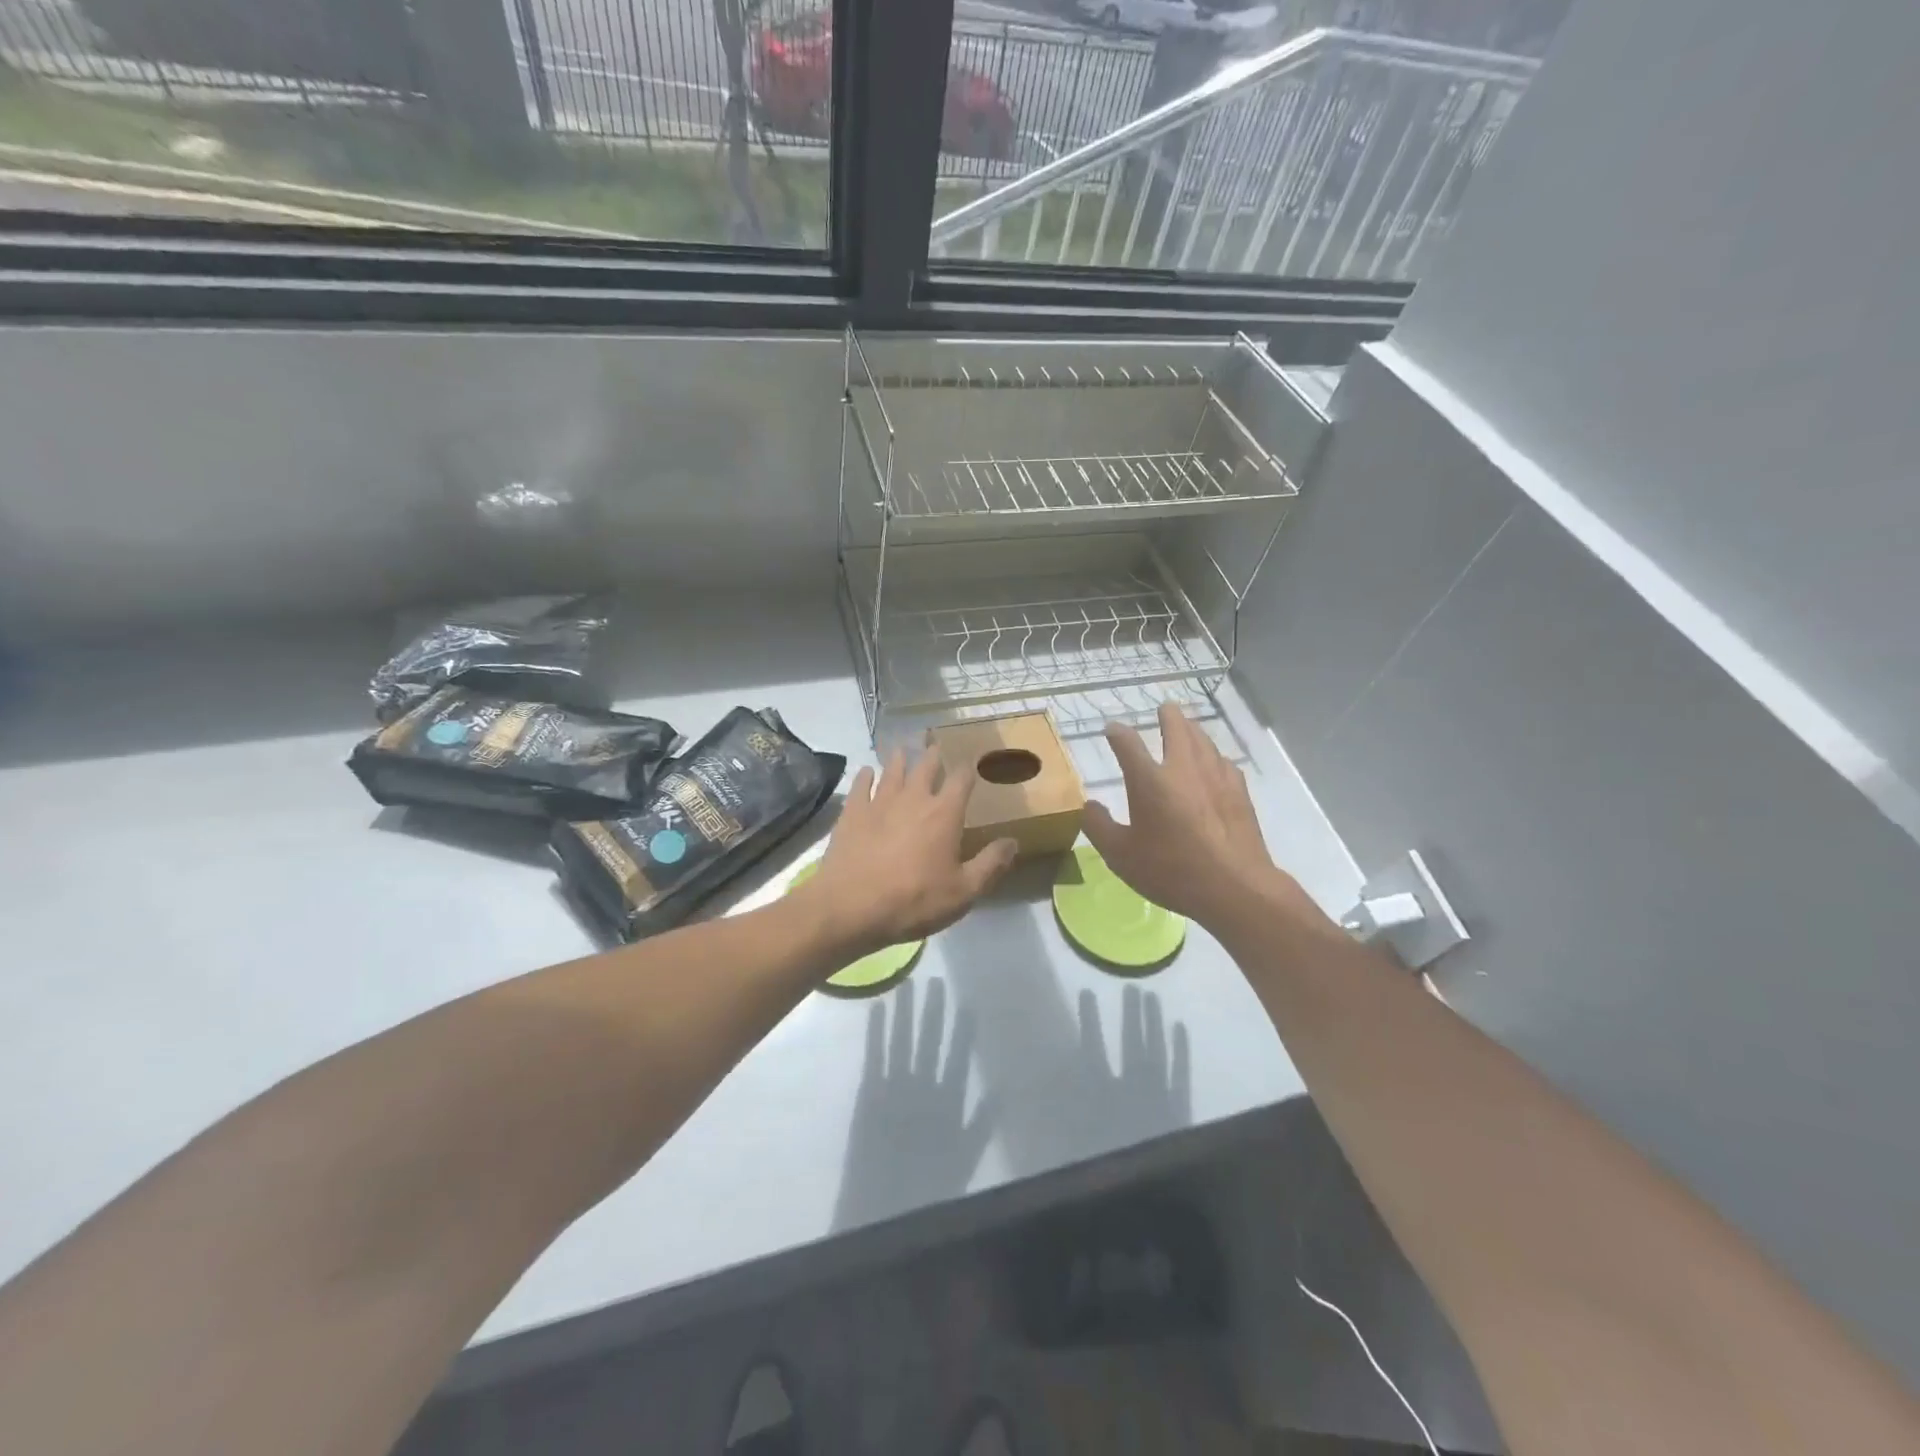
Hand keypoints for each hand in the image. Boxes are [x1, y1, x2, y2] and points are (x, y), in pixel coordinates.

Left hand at [804, 750, 1018, 956]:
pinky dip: (866, 776)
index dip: (968, 770)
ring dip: (899, 759)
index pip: (961, 780)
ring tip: (902, 750)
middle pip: (925, 767)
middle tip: (934, 746)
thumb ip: (990, 864)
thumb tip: (1013, 841)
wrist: (851, 907)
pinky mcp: (852, 813)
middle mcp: (914, 798)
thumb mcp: (964, 892)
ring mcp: (879, 802)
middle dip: (933, 756)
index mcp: (944, 814)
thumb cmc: (914, 900)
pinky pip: (861, 785)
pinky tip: (867, 771)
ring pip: (892, 771)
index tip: (971, 763)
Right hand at [1083, 704, 1324, 935]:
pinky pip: (1224, 762)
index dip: (1117, 733)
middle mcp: (1182, 768)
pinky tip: (1216, 763)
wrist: (1234, 886)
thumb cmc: (1170, 870)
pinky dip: (1214, 756)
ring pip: (1204, 740)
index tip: (1112, 730)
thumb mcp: (1120, 855)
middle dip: (1168, 716)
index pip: (1127, 743)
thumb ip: (1099, 827)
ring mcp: (1215, 777)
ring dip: (1193, 730)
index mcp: (1149, 780)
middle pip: (1177, 728)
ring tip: (1189, 728)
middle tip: (1165, 709)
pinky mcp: (1239, 792)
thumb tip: (1090, 806)